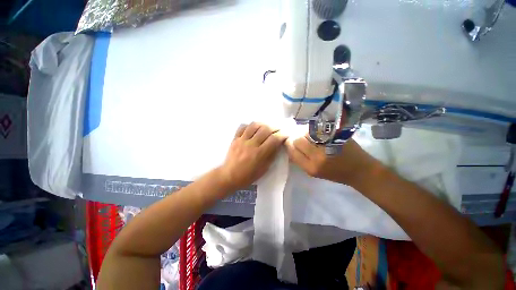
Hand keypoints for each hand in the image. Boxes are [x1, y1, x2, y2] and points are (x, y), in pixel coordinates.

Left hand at [220, 122, 286, 190]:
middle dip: (275, 127)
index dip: (282, 135)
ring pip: (254, 125)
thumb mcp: (264, 169)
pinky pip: (242, 127)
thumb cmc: (248, 176)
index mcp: (259, 154)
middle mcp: (251, 144)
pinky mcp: (235, 139)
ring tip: (266, 127)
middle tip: (278, 130)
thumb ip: (271, 156)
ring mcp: (242, 140)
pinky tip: (253, 128)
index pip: (274, 139)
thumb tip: (277, 145)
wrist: (229, 176)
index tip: (285, 134)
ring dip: (263, 124)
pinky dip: (249, 125)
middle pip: (265, 129)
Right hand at [285, 135, 378, 186]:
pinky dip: (314, 129)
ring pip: (306, 133)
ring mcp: (327, 145)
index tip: (290, 141)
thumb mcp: (314, 173)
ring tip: (310, 135)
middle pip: (298, 140)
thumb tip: (290, 147)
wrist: (360, 170)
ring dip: (305, 132)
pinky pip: (317, 129)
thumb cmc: (335, 173)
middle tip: (301, 138)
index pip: (292, 151)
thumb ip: (301, 160)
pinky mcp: (335, 136)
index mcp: (310, 168)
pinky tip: (317, 132)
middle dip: (297, 138)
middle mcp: (317, 157)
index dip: (289, 144)